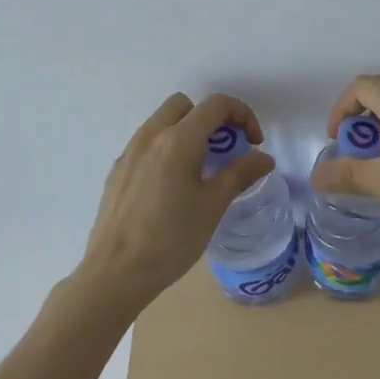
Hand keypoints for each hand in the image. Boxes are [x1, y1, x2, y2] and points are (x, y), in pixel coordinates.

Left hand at [77, 92, 275, 312]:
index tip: (253, 144)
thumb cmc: (170, 239)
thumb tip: (264, 158)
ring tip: (201, 168)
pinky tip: (172, 185)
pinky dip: (166, 147)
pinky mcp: (117, 169)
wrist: (114, 274)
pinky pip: (147, 142)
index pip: (216, 104)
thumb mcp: (212, 206)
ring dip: (187, 130)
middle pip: (186, 105)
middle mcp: (151, 135)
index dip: (242, 115)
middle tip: (225, 149)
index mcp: (178, 139)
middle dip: (211, 118)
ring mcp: (130, 151)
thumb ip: (240, 174)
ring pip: (163, 120)